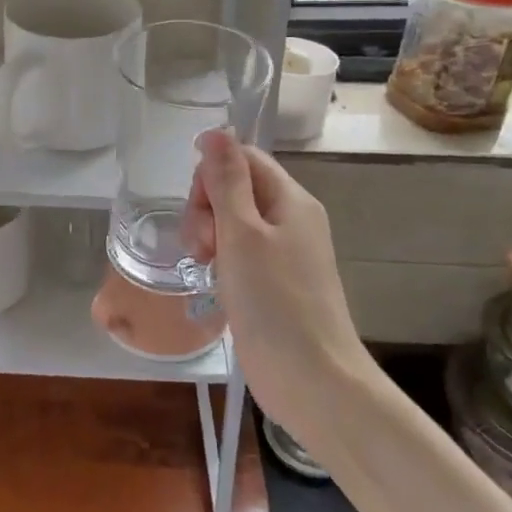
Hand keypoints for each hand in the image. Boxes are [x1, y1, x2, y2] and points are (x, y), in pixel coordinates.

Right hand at [183, 129, 374, 443]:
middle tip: (203, 245)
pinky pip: (239, 253)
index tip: (199, 209)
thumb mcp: (242, 233)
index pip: (243, 158)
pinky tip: (214, 281)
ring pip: (232, 222)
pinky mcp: (274, 282)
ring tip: (205, 265)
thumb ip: (226, 181)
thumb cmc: (274, 302)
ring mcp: (284, 253)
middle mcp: (290, 219)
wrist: (312, 380)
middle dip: (206, 208)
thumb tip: (216, 131)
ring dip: (209, 235)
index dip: (212, 174)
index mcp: (290, 199)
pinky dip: (221, 260)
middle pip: (235, 188)